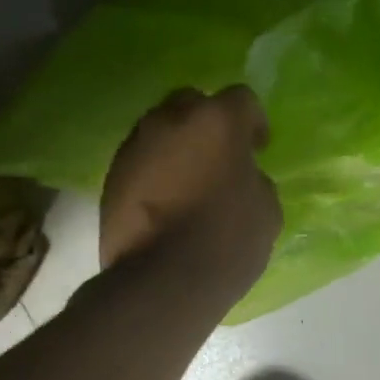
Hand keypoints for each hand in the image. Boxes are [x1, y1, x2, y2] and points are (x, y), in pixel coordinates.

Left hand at [100, 86, 281, 291]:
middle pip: (192, 102)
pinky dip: (156, 170)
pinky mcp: (112, 174)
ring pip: (161, 128)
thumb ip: (254, 179)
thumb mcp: (267, 209)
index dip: (253, 122)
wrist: (163, 280)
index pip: (242, 98)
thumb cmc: (227, 240)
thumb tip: (240, 176)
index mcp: (218, 121)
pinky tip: (167, 200)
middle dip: (208, 122)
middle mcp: (172, 120)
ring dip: (178, 145)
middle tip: (221, 155)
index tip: (258, 148)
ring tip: (190, 180)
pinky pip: (142, 159)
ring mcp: (136, 145)